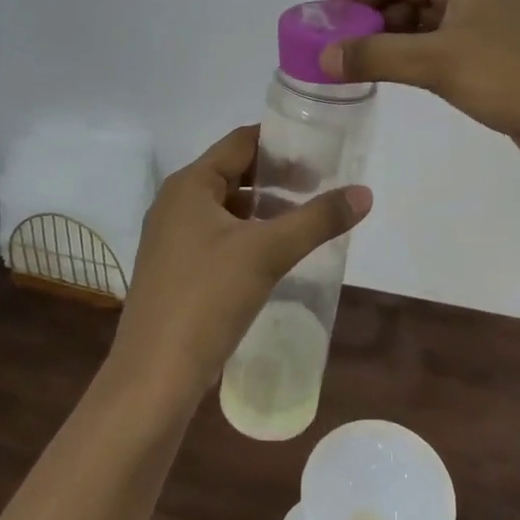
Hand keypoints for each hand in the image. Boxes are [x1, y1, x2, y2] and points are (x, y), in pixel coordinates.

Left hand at [109, 126, 371, 401]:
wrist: (154, 378)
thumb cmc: (207, 298)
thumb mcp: (268, 252)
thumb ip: (318, 219)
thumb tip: (364, 193)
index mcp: (190, 185)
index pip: (240, 142)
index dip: (280, 141)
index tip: (319, 149)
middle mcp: (175, 203)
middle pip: (233, 172)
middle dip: (276, 176)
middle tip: (321, 183)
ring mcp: (172, 239)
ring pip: (226, 208)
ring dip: (264, 208)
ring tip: (305, 217)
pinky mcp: (176, 270)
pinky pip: (218, 236)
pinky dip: (248, 234)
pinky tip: (275, 254)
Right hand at [306, 0, 519, 169]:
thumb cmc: (513, 74)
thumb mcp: (438, 61)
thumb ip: (376, 56)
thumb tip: (322, 58)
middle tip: (325, 28)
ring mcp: (478, 20)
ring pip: (415, 11)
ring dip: (379, 26)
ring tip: (345, 52)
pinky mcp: (484, 51)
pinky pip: (430, 38)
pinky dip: (401, 47)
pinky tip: (382, 68)